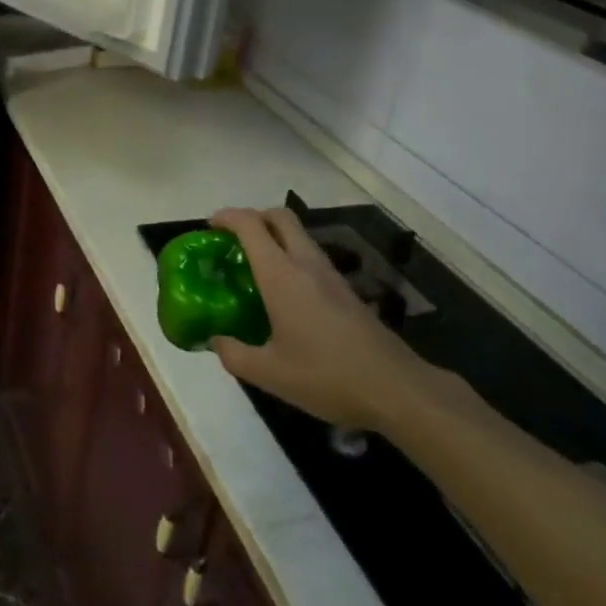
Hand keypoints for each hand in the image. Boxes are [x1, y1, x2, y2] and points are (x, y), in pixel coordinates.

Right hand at [208, 207, 433, 430]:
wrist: (396, 389)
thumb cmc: (327, 376)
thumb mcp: (270, 374)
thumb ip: (234, 354)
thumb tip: (215, 340)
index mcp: (281, 275)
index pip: (250, 225)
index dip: (227, 217)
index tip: (209, 227)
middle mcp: (306, 264)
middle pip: (279, 216)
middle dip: (253, 217)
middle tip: (232, 240)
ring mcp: (330, 275)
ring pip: (298, 235)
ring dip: (274, 237)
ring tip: (253, 266)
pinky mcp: (346, 290)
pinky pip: (310, 256)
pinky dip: (290, 257)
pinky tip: (284, 293)